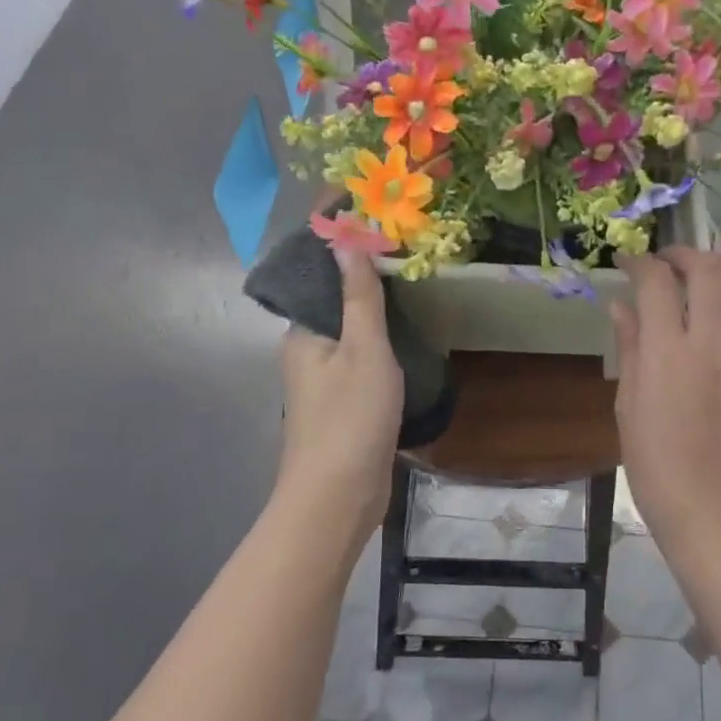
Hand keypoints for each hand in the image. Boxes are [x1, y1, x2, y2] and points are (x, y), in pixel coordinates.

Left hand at [277, 248, 403, 534]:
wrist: (338, 497)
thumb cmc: (349, 418)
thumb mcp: (363, 350)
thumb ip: (359, 297)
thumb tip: (346, 239)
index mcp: (303, 333)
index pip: (321, 276)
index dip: (345, 247)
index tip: (376, 222)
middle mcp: (308, 352)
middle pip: (337, 303)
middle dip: (366, 277)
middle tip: (408, 251)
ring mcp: (326, 382)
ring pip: (353, 334)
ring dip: (378, 313)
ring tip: (417, 288)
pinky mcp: (345, 406)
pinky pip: (364, 361)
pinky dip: (385, 345)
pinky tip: (412, 339)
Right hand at [610, 249, 720, 541]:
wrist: (717, 510)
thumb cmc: (658, 465)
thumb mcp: (629, 406)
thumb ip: (630, 348)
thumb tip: (621, 306)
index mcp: (669, 352)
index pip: (656, 282)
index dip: (640, 262)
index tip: (628, 261)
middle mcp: (715, 341)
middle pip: (709, 271)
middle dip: (686, 254)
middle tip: (669, 262)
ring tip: (717, 273)